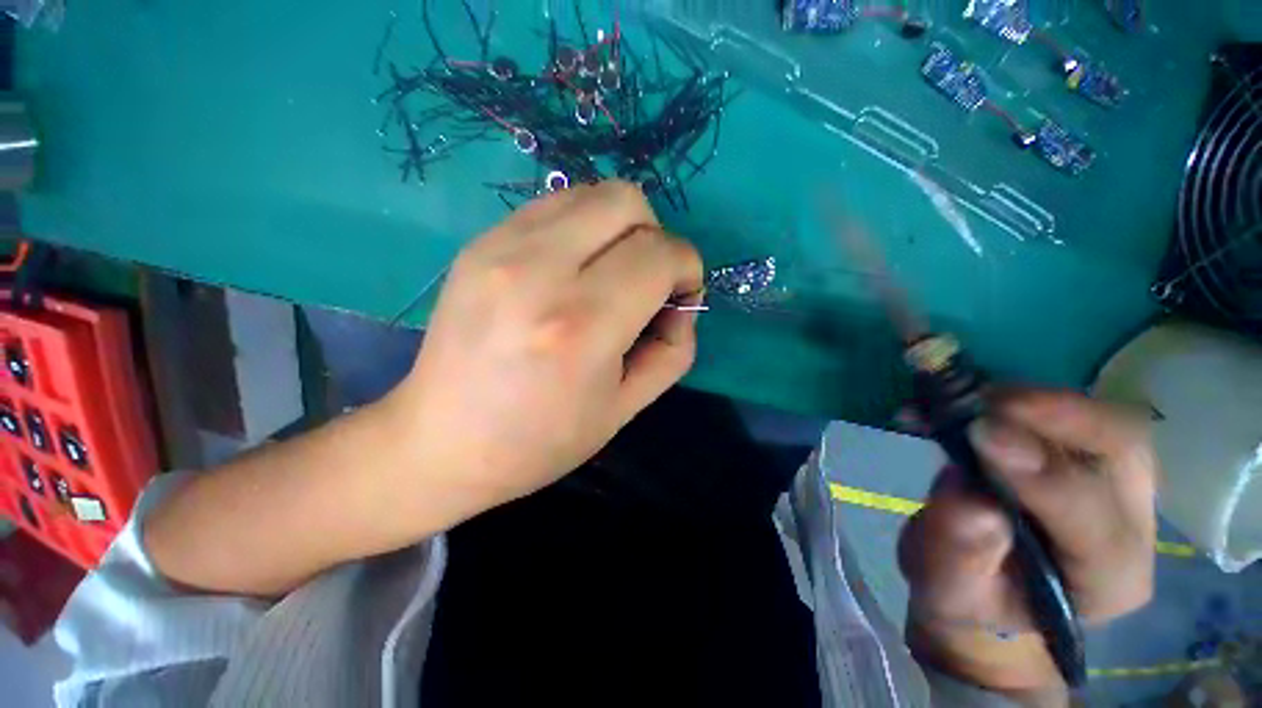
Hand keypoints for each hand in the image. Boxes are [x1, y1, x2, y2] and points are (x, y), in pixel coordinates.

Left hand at [388, 180, 703, 521]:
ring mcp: (500, 248)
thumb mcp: (626, 408)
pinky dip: (582, 228)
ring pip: (591, 194)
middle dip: (656, 238)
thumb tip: (681, 304)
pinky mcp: (478, 242)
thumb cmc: (540, 440)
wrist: (440, 443)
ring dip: (619, 229)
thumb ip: (673, 349)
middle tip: (646, 282)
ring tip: (608, 274)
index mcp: (582, 325)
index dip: (687, 269)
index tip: (680, 297)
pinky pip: (553, 206)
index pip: (660, 254)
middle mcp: (539, 271)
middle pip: (627, 202)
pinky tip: (571, 270)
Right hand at [898, 390, 1156, 701]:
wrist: (987, 580)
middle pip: (1124, 452)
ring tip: (973, 398)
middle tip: (988, 400)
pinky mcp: (1090, 457)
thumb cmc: (968, 593)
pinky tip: (976, 397)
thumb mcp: (948, 587)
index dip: (1043, 475)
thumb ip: (960, 553)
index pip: (1094, 521)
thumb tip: (972, 501)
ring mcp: (1118, 485)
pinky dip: (1021, 398)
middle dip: (1060, 416)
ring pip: (1105, 422)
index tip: (982, 435)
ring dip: (1037, 402)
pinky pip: (1073, 413)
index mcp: (1105, 580)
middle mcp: (1130, 526)